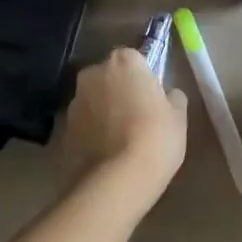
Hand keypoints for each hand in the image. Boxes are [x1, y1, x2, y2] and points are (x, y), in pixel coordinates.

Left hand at [59, 48, 188, 205]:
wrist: (114, 183)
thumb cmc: (154, 139)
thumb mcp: (178, 117)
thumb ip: (172, 97)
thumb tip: (166, 95)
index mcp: (123, 61)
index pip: (135, 58)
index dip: (145, 78)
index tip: (153, 98)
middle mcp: (93, 73)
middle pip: (110, 76)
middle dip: (120, 90)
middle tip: (139, 117)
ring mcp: (74, 102)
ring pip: (94, 100)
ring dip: (105, 112)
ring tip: (121, 141)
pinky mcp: (62, 131)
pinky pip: (84, 125)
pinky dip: (93, 133)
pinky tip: (107, 155)